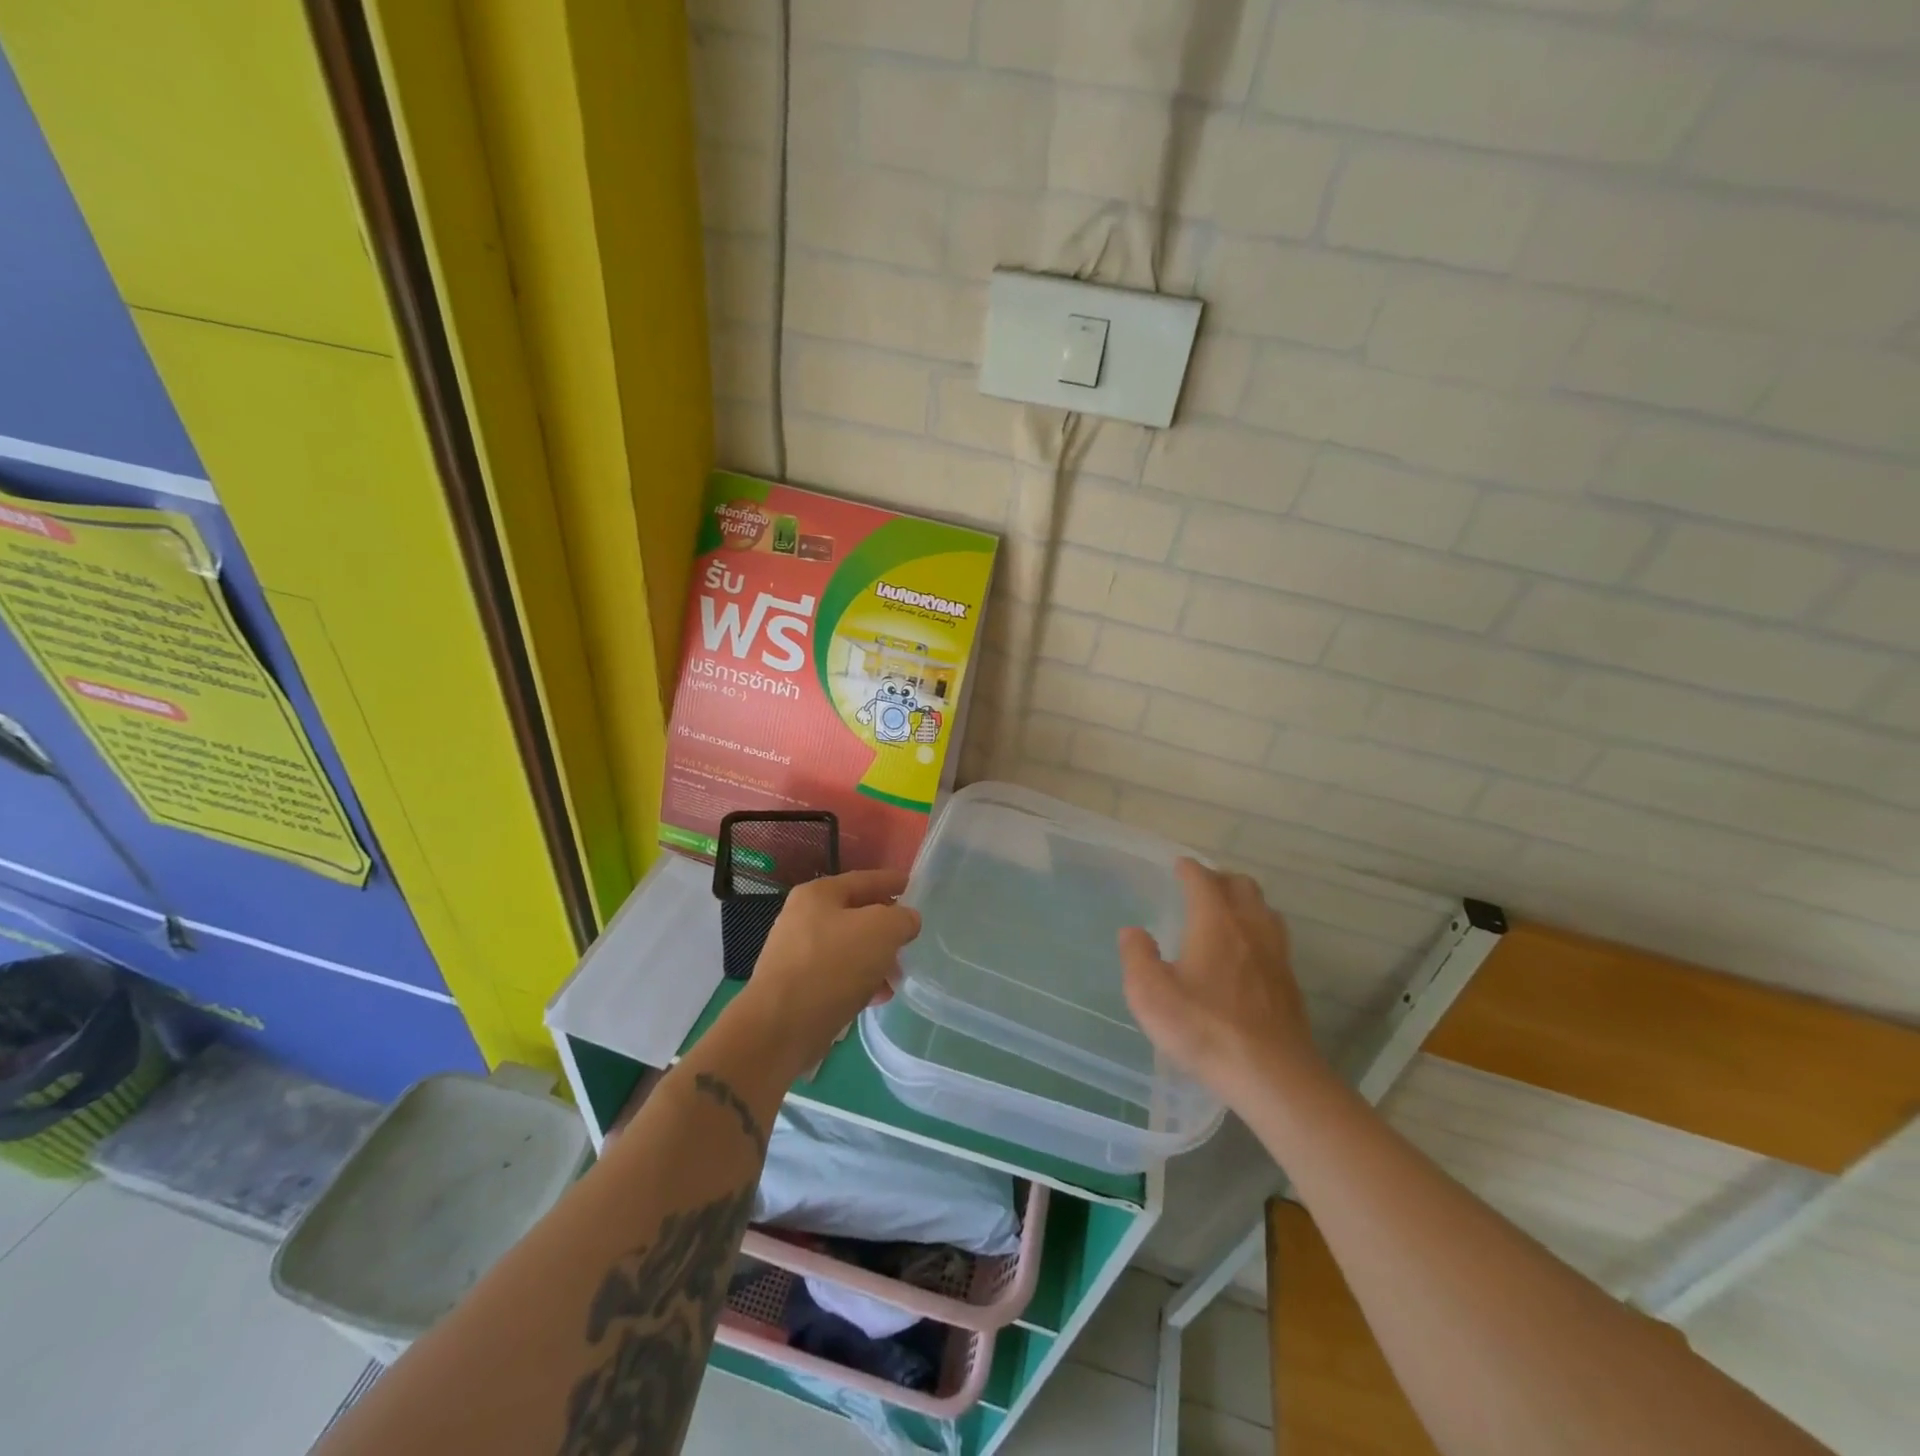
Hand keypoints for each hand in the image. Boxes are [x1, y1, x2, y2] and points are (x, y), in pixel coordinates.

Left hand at [738, 868, 920, 1069]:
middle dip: (886, 929)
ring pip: (849, 949)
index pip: (864, 880)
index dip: (892, 881)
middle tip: (911, 940)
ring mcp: (797, 954)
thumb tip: (906, 922)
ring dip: (876, 960)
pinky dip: (860, 982)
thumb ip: (902, 919)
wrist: (780, 1028)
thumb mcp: (881, 930)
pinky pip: (838, 976)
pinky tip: (878, 997)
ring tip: (897, 977)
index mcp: (818, 894)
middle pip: (856, 915)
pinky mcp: (796, 988)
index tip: (913, 886)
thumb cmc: (833, 966)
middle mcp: (803, 919)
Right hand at [1120, 859, 1326, 1106]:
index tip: (1179, 865)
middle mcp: (1250, 928)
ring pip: (1265, 910)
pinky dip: (1259, 931)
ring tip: (1227, 913)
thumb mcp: (1150, 994)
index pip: (1203, 880)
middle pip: (1242, 886)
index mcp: (1215, 922)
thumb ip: (1137, 957)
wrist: (1272, 1075)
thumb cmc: (1204, 1028)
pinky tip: (1247, 954)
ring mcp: (1276, 955)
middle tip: (1202, 886)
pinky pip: (1275, 939)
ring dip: (1245, 902)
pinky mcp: (1289, 983)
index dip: (1189, 869)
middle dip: (1220, 879)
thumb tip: (1133, 932)